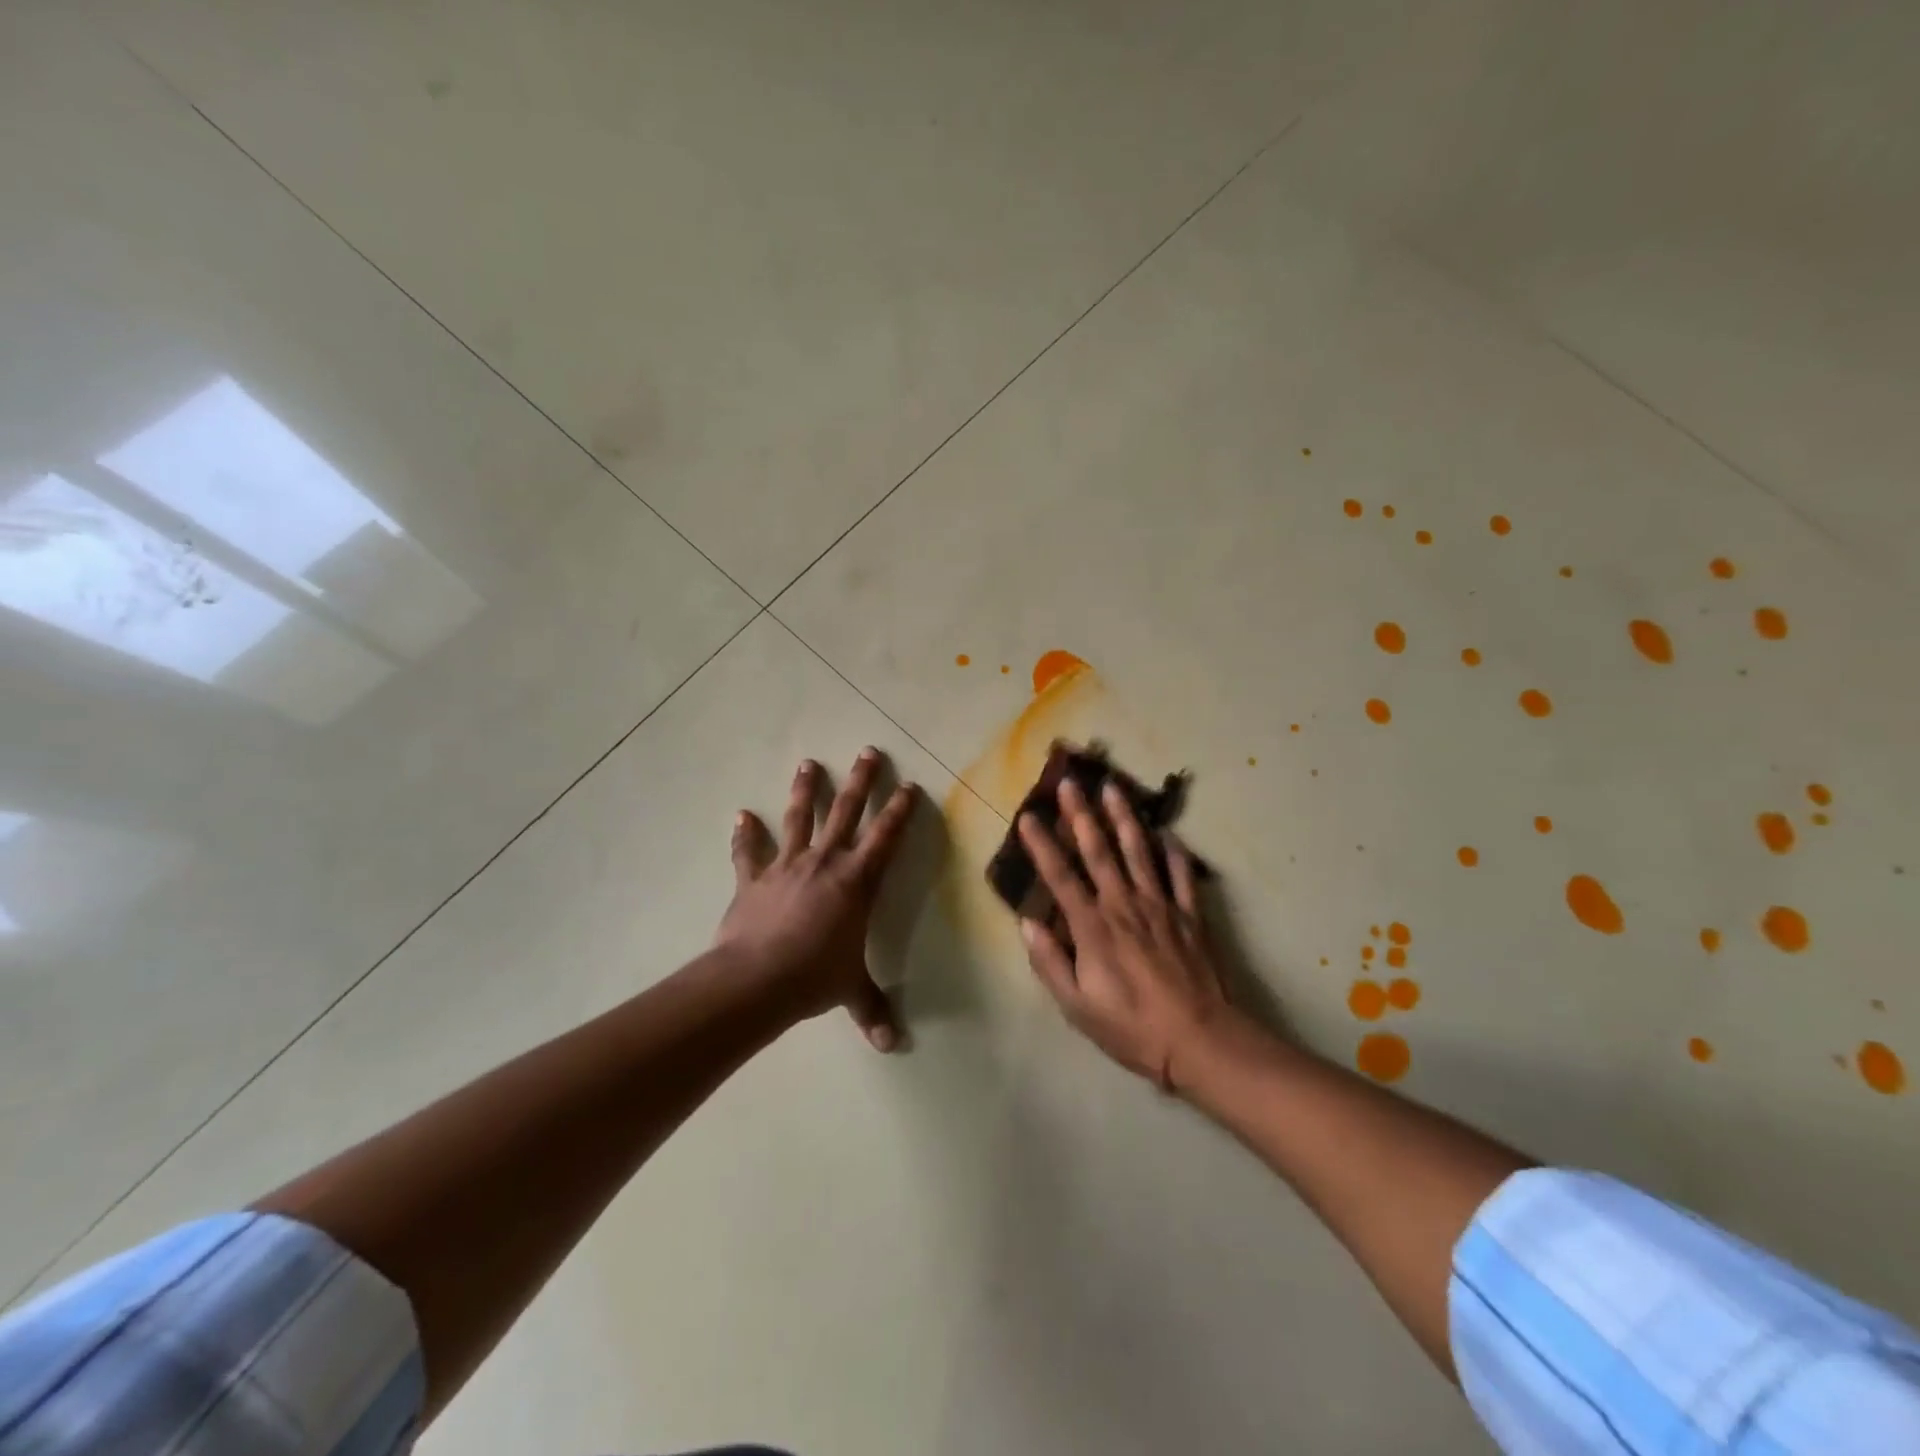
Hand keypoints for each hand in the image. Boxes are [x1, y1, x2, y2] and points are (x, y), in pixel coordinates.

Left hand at [715, 748, 917, 1050]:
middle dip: (859, 782)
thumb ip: (871, 1010)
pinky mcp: (753, 879)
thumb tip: (892, 1045)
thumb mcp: (850, 992)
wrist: (756, 980)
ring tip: (809, 763)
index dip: (899, 811)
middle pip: (846, 813)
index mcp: (856, 882)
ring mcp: (786, 867)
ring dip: (804, 791)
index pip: (886, 838)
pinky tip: (741, 815)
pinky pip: (749, 852)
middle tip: (868, 751)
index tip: (909, 785)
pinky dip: (745, 835)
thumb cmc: (814, 978)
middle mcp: (824, 863)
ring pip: (799, 820)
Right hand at [1018, 778, 1233, 1091]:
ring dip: (1123, 817)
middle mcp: (1123, 905)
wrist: (1200, 1040)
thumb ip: (1050, 962)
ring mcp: (1160, 905)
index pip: (1060, 876)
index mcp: (1092, 927)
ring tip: (1113, 787)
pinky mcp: (1190, 914)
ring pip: (1138, 851)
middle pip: (1098, 851)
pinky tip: (1168, 832)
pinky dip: (1174, 851)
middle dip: (1080, 814)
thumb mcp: (1077, 1007)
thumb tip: (1028, 924)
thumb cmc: (1132, 1028)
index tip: (1028, 816)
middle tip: (1070, 782)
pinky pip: (1181, 874)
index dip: (1042, 845)